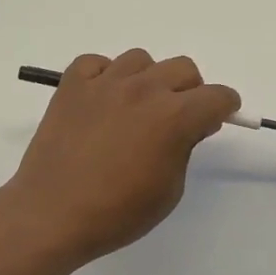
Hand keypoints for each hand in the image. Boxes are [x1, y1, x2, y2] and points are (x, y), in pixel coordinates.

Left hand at [5, 50, 240, 268]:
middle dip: (190, 90)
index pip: (217, 96)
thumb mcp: (169, 190)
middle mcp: (143, 89)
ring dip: (148, 79)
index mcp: (173, 116)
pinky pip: (96, 63)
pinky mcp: (72, 85)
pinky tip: (101, 99)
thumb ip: (185, 148)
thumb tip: (189, 126)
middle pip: (183, 68)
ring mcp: (105, 83)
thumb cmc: (117, 213)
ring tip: (136, 107)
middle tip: (178, 117)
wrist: (50, 215)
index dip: (224, 107)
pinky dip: (104, 75)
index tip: (219, 116)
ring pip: (141, 59)